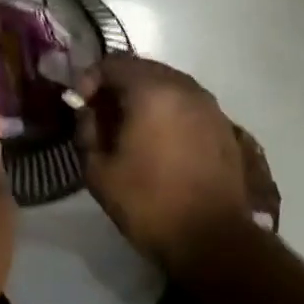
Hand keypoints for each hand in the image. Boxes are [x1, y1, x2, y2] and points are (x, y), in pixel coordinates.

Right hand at [75, 55, 278, 268]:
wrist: (213, 239)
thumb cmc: (149, 203)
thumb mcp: (99, 170)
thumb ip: (86, 131)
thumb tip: (87, 112)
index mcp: (151, 91)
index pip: (113, 63)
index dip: (90, 78)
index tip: (79, 104)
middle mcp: (183, 87)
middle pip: (142, 68)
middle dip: (117, 84)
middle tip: (100, 112)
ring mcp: (208, 105)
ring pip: (167, 83)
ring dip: (143, 95)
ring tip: (128, 125)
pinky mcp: (223, 125)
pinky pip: (186, 102)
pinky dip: (167, 109)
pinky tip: (157, 138)